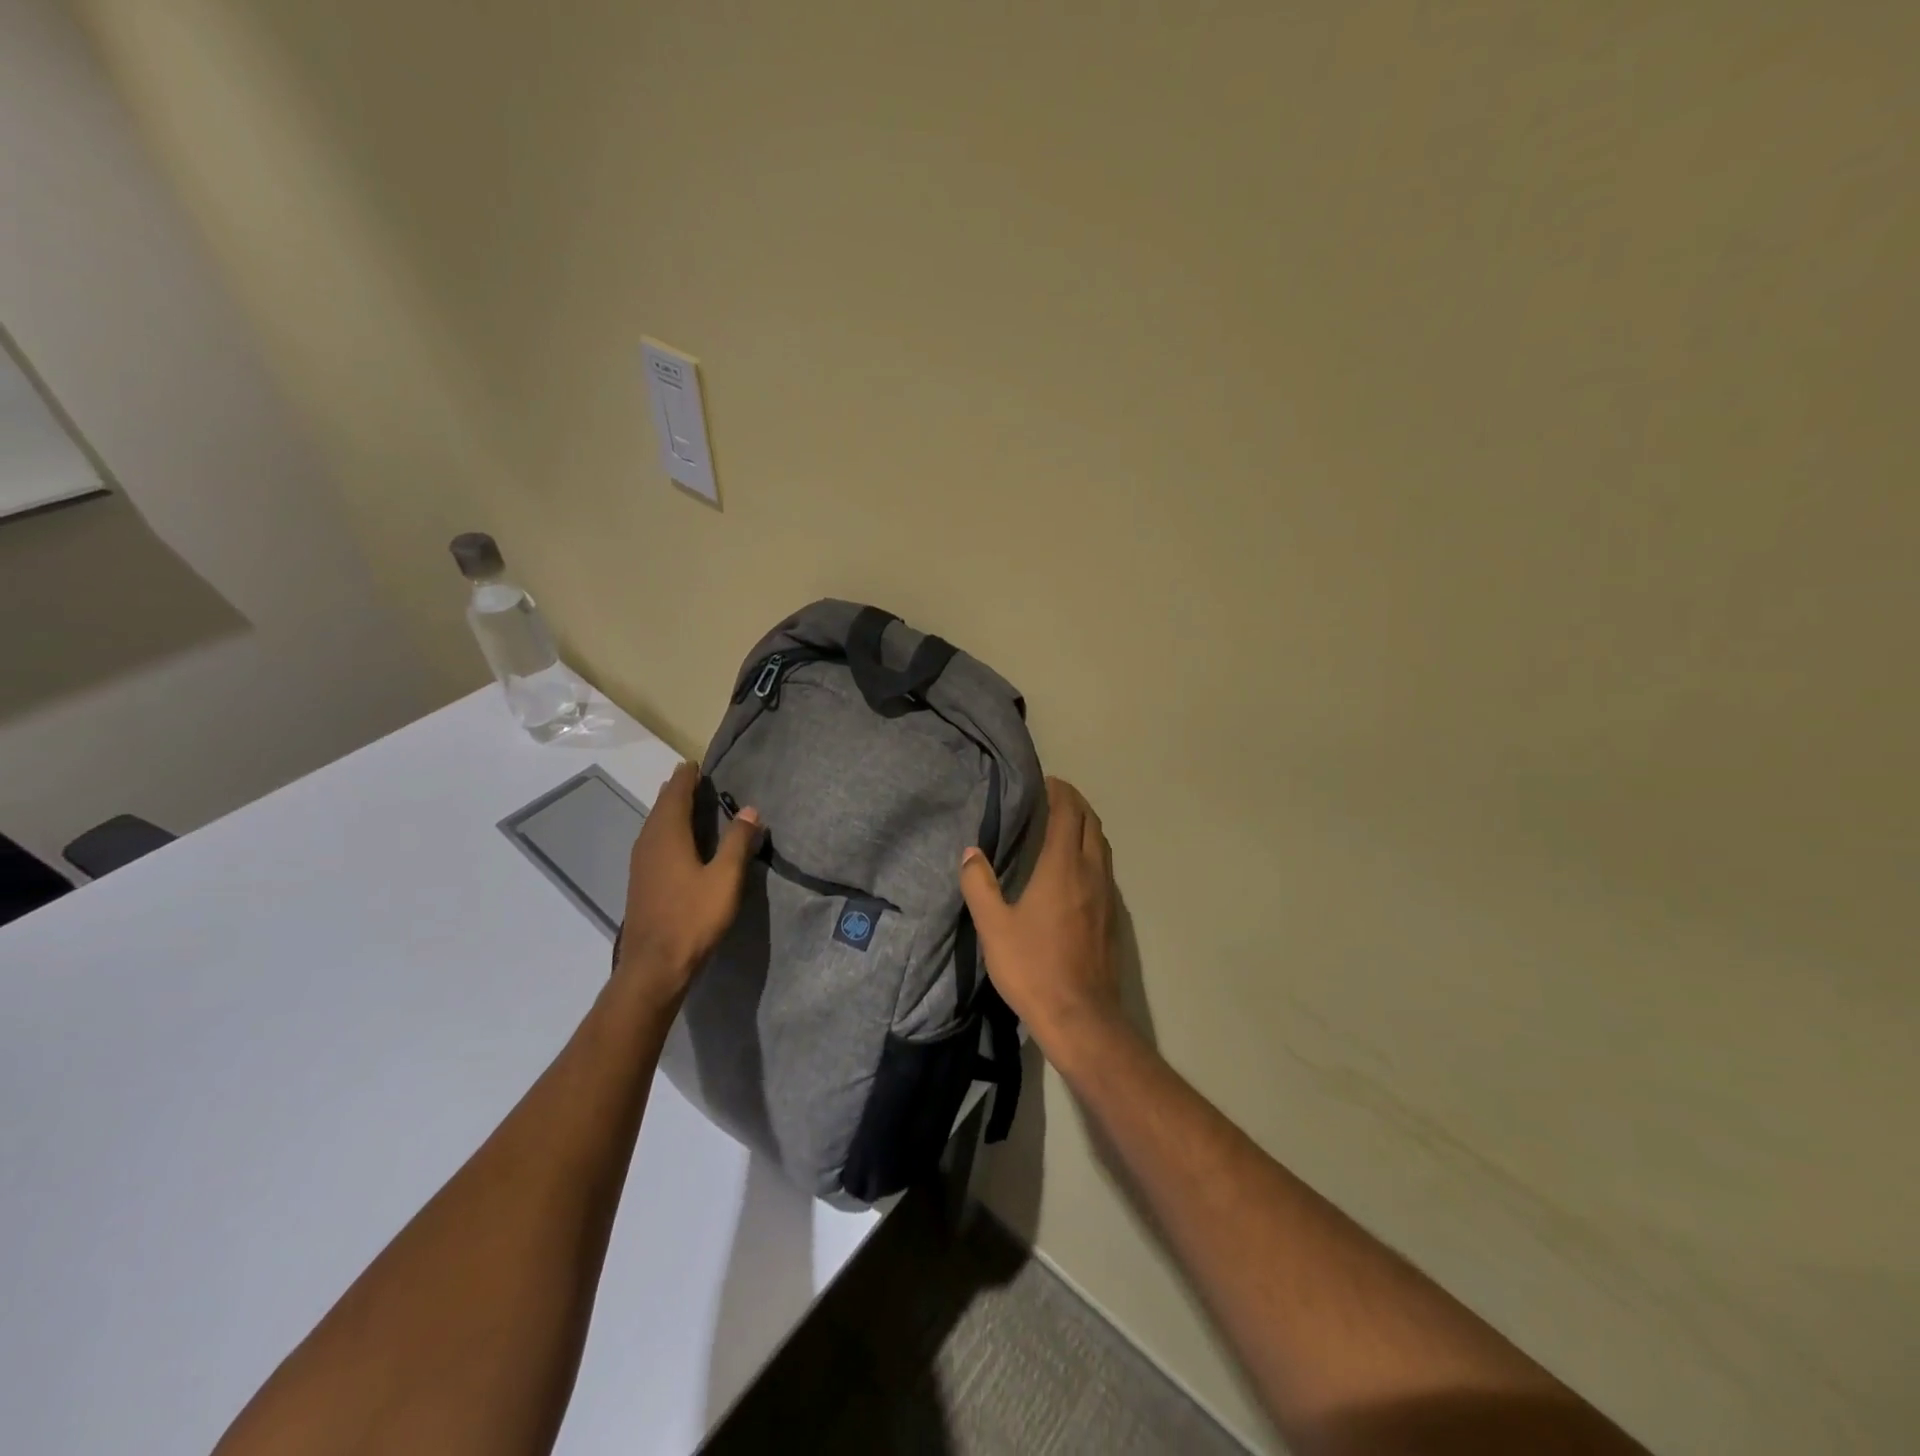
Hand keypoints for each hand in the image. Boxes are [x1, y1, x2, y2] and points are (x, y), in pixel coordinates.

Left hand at [616, 762, 761, 1000]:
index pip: (675, 795)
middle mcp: (649, 843)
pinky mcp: (641, 881)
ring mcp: (641, 864)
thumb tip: (750, 810)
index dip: (686, 778)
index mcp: (667, 836)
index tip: (695, 763)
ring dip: (669, 810)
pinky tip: (676, 840)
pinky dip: (665, 829)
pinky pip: (653, 841)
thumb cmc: (693, 918)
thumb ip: (737, 842)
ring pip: (654, 825)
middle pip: (661, 807)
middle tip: (693, 777)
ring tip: (685, 802)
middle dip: (676, 790)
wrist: (655, 966)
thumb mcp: (725, 878)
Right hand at [960, 777, 1122, 1054]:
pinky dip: (1092, 850)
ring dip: (1086, 825)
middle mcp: (1091, 872)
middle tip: (1052, 796)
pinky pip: (1105, 866)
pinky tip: (1075, 867)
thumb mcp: (993, 927)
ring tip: (1063, 824)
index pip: (1068, 812)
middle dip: (1075, 802)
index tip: (1044, 781)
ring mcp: (1107, 894)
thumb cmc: (1033, 967)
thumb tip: (971, 852)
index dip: (1059, 791)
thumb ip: (980, 885)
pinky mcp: (1113, 915)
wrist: (1081, 1016)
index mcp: (1063, 867)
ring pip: (1102, 844)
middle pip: (1091, 822)